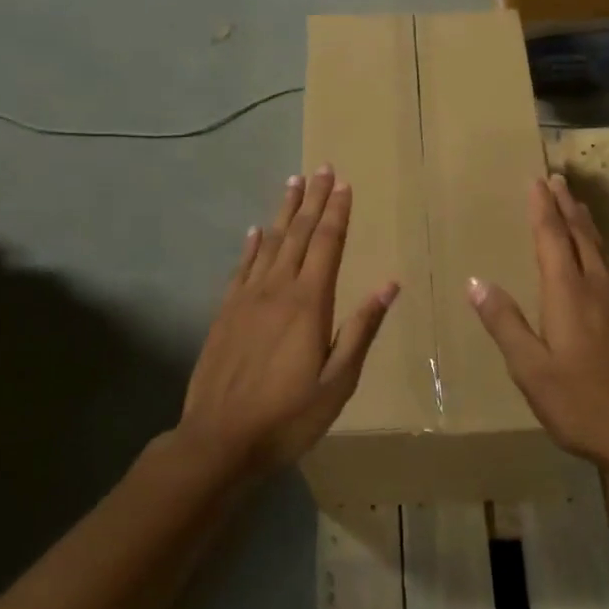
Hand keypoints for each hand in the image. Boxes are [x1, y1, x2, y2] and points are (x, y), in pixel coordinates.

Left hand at [177, 168, 397, 477]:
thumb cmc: (289, 415)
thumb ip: (362, 329)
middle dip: (313, 200)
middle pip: (298, 234)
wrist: (219, 440)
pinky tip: (256, 230)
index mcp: (309, 303)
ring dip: (283, 211)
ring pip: (269, 243)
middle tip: (321, 168)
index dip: (337, 213)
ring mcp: (246, 298)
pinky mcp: (225, 312)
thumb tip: (389, 284)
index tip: (344, 184)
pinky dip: (251, 245)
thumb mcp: (338, 381)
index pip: (326, 245)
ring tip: (293, 183)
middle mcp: (277, 289)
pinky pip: (241, 267)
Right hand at [467, 173, 608, 471]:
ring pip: (601, 250)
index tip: (537, 180)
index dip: (543, 208)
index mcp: (568, 294)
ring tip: (577, 206)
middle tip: (558, 178)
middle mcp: (598, 287)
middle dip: (566, 205)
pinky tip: (601, 261)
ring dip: (586, 223)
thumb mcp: (531, 369)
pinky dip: (600, 250)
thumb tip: (476, 282)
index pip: (552, 238)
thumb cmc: (582, 403)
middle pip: (581, 235)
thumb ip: (505, 323)